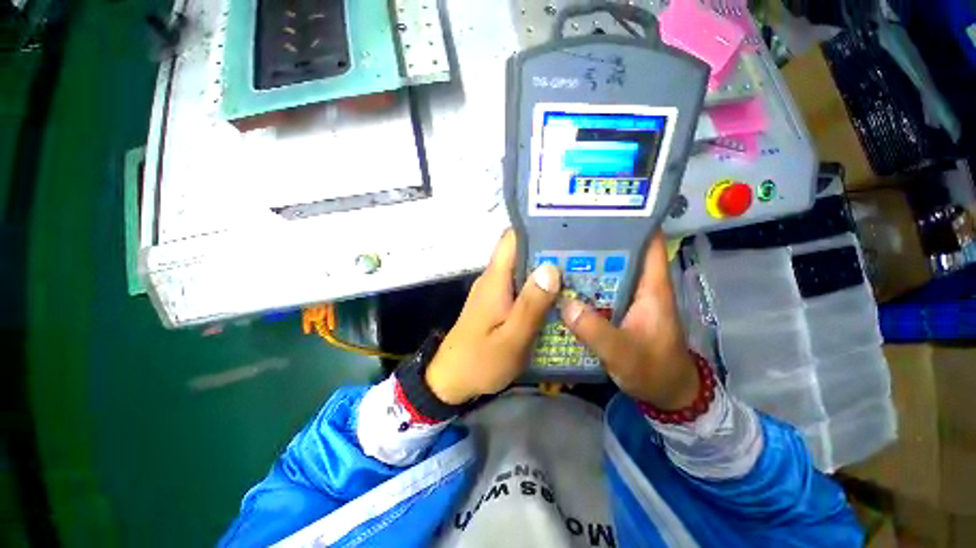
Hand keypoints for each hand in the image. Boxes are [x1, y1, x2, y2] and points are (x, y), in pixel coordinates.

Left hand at [425, 230, 560, 404]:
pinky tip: (557, 300)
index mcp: (495, 280)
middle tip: (582, 259)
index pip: (511, 239)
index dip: (536, 231)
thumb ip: (531, 305)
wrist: (452, 381)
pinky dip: (537, 290)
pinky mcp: (495, 305)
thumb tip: (551, 268)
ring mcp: (493, 292)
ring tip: (577, 277)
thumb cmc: (480, 361)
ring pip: (521, 272)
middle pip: (520, 254)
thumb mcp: (511, 338)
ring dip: (545, 273)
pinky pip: (519, 288)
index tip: (565, 233)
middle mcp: (493, 279)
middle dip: (549, 254)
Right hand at [561, 235, 698, 409]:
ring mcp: (627, 296)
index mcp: (652, 286)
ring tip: (556, 250)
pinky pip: (597, 288)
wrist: (665, 393)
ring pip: (606, 270)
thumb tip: (565, 304)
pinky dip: (582, 283)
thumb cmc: (654, 371)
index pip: (648, 241)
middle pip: (620, 251)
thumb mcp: (625, 354)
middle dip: (597, 239)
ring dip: (586, 261)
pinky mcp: (616, 308)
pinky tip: (561, 282)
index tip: (603, 207)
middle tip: (564, 231)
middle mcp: (640, 284)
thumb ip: (597, 332)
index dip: (632, 220)